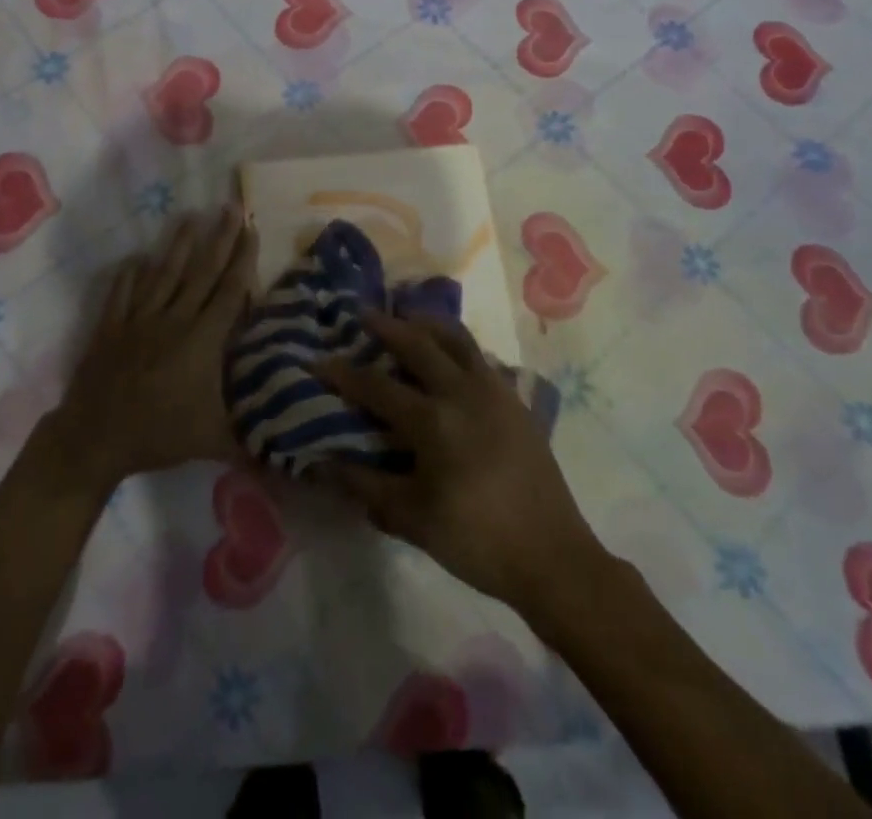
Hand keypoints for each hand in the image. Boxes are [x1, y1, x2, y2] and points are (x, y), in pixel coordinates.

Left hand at [47, 207, 256, 495]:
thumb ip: (250, 438)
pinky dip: (130, 273)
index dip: (242, 259)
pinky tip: (136, 257)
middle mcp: (173, 318)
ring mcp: (139, 318)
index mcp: (202, 339)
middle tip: (231, 208)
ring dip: (178, 243)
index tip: (252, 229)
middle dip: (219, 238)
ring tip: (190, 215)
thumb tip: (290, 452)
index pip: (228, 290)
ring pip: (163, 273)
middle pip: (201, 271)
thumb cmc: (158, 435)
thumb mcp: (212, 440)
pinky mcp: (112, 325)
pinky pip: (123, 291)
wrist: (94, 438)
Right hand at [319, 311, 600, 610]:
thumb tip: (324, 463)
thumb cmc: (476, 539)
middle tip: (364, 314)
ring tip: (409, 316)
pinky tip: (451, 354)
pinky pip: (481, 357)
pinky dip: (459, 345)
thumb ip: (366, 486)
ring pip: (457, 339)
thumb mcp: (412, 519)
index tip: (318, 359)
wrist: (553, 556)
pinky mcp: (515, 400)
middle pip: (418, 344)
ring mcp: (494, 391)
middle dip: (387, 326)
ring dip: (428, 324)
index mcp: (433, 421)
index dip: (344, 373)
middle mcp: (462, 392)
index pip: (377, 386)